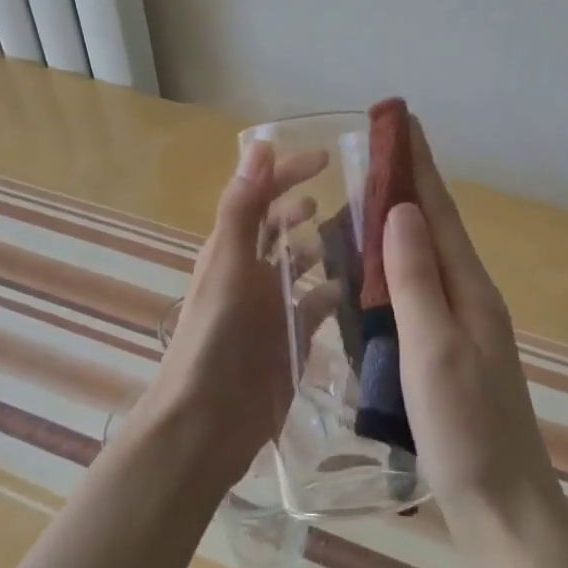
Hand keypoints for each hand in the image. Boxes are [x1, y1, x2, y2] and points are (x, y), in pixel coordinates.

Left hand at [140, 141, 327, 489]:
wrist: (207, 422)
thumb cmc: (215, 337)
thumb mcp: (228, 264)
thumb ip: (242, 206)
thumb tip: (259, 145)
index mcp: (231, 249)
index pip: (260, 197)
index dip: (288, 173)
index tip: (326, 158)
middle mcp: (251, 272)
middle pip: (280, 229)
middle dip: (305, 209)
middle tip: (349, 197)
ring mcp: (272, 307)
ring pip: (301, 265)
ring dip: (323, 248)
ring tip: (360, 236)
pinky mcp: (291, 338)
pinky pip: (317, 305)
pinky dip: (333, 292)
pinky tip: (356, 288)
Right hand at [385, 122, 561, 549]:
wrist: (505, 509)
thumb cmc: (467, 429)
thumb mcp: (434, 348)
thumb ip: (415, 278)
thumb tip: (398, 209)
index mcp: (468, 288)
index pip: (438, 210)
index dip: (418, 163)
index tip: (401, 119)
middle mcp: (468, 298)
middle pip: (433, 227)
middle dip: (405, 184)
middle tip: (372, 151)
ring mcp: (460, 327)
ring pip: (423, 259)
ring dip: (396, 224)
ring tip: (362, 200)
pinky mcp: (448, 353)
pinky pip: (416, 292)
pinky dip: (392, 269)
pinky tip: (372, 275)